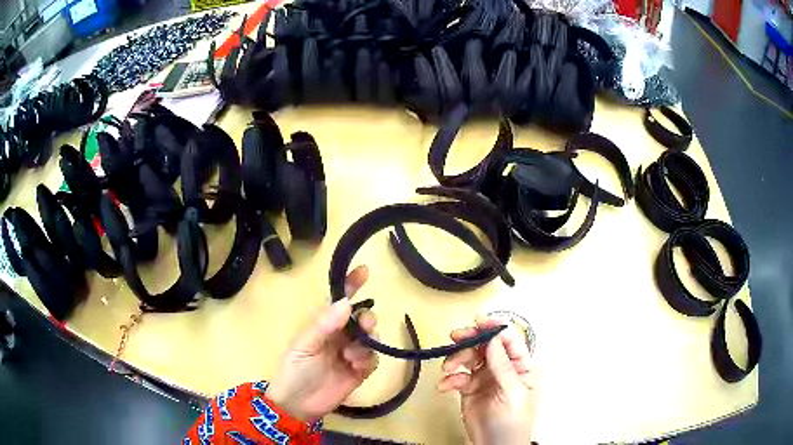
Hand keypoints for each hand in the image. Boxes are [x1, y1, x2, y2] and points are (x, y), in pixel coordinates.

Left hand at [266, 265, 377, 422]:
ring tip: (349, 356)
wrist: (297, 405)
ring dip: (366, 342)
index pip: (340, 302)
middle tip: (363, 325)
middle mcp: (340, 336)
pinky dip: (368, 359)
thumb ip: (324, 325)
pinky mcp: (360, 372)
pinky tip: (356, 366)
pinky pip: (373, 359)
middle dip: (366, 318)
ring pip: (371, 338)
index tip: (365, 270)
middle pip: (362, 318)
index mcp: (323, 326)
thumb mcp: (303, 346)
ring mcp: (351, 354)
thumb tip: (346, 302)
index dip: (351, 285)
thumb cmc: (293, 371)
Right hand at [438, 316, 538, 444]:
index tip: (479, 321)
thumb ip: (503, 366)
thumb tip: (494, 338)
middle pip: (486, 344)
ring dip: (456, 359)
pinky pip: (457, 376)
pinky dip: (449, 379)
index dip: (495, 327)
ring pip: (469, 357)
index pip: (509, 339)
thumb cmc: (513, 420)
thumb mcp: (512, 392)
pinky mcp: (468, 388)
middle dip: (471, 339)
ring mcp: (484, 377)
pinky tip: (445, 386)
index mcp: (519, 365)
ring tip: (448, 369)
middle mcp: (501, 366)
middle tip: (456, 336)